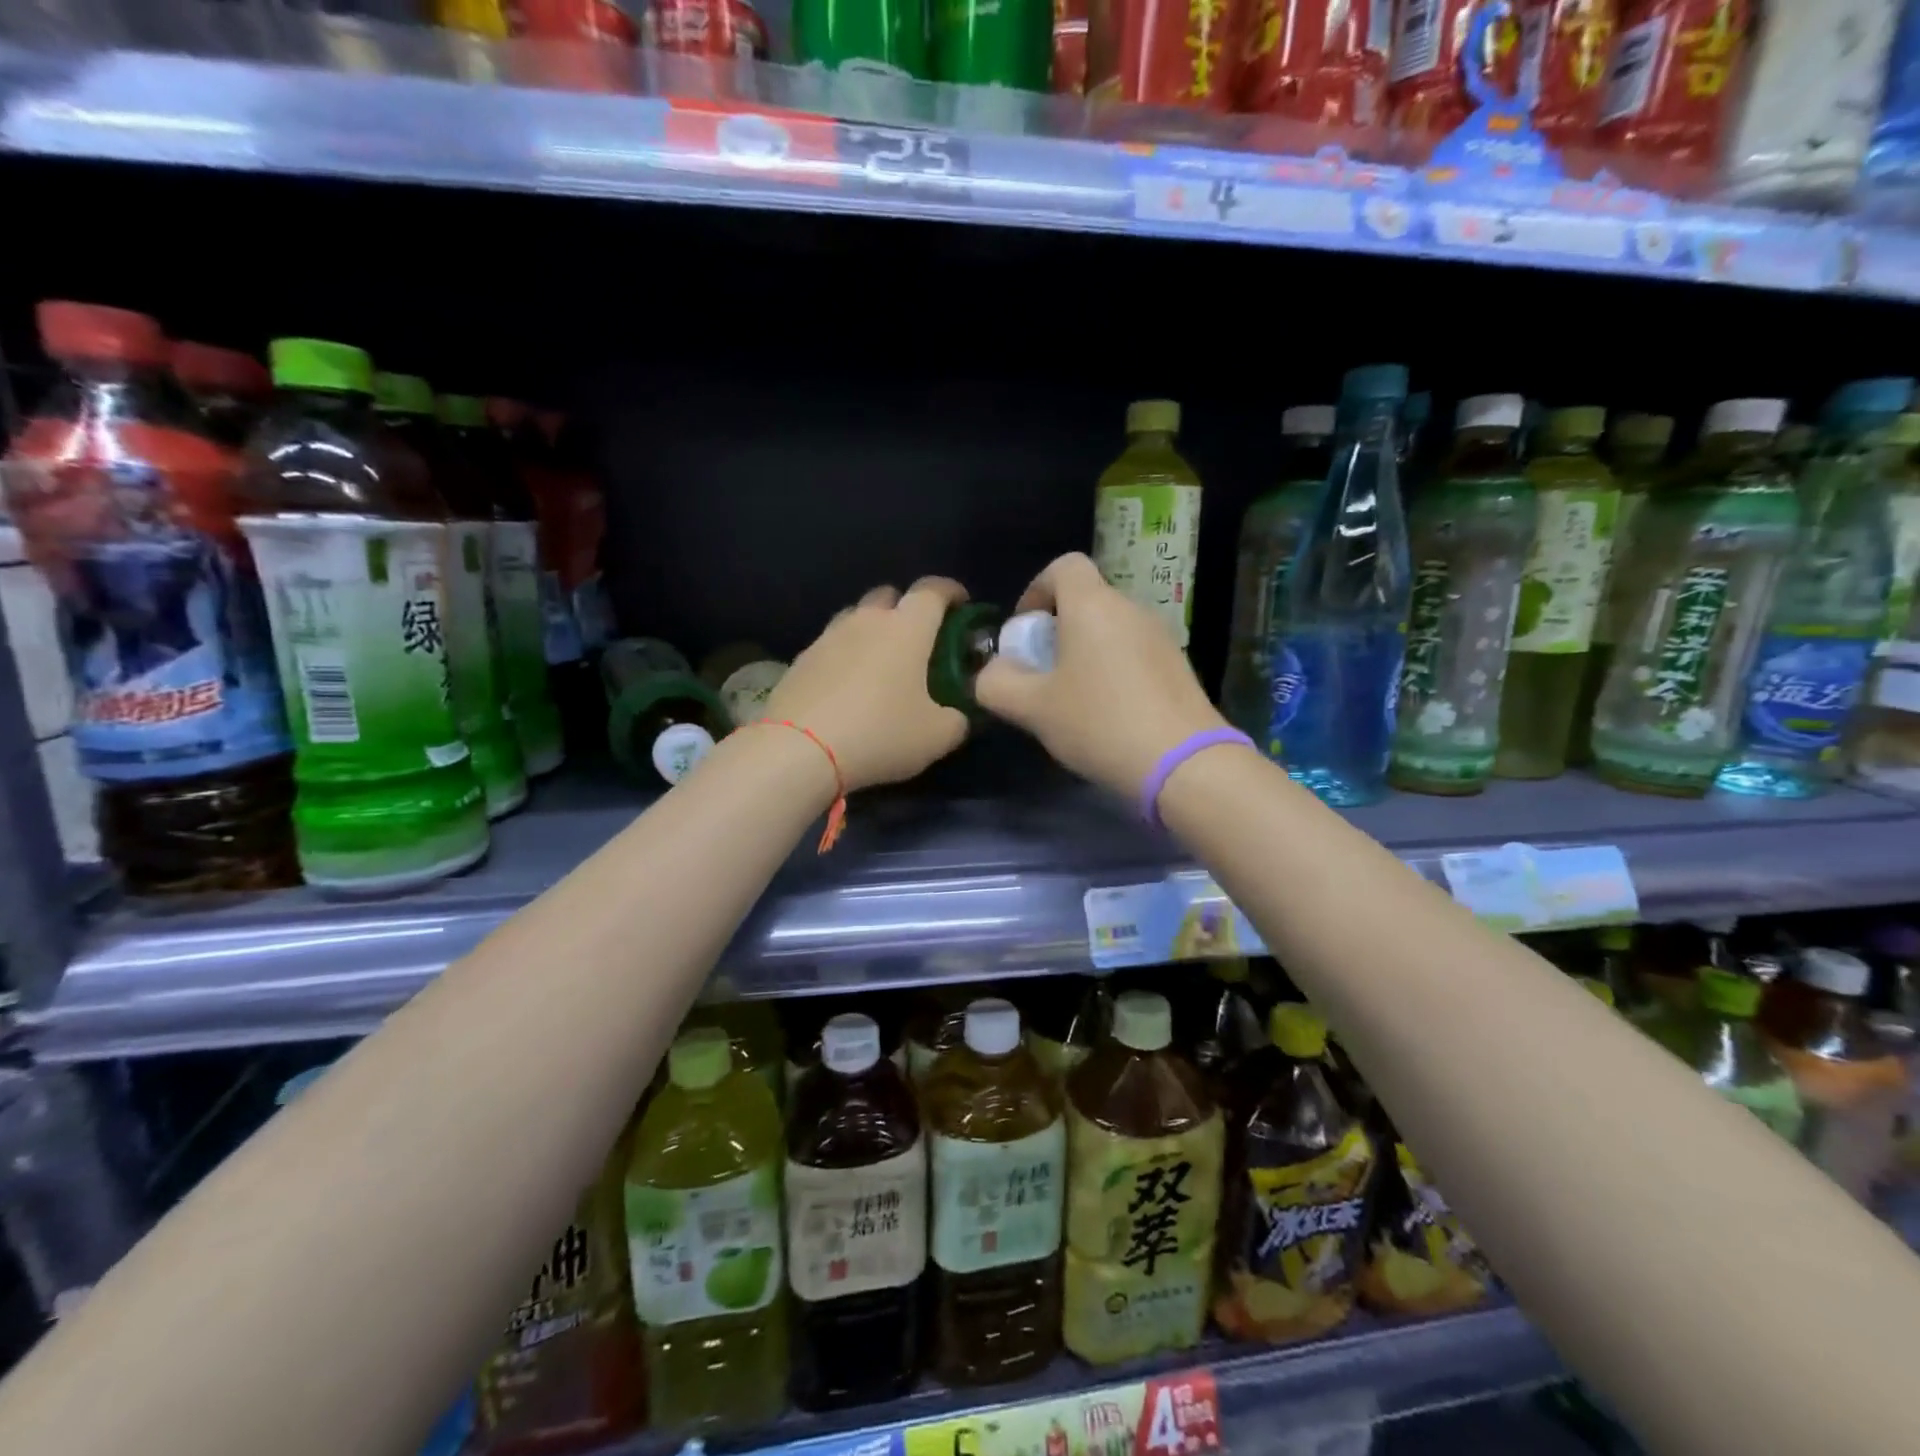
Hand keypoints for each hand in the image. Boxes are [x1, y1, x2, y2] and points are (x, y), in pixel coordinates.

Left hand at [761, 578, 971, 791]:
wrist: (800, 751)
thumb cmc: (880, 734)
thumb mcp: (937, 736)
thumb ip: (957, 719)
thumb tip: (957, 715)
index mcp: (906, 628)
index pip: (933, 590)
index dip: (951, 591)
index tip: (961, 604)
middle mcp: (866, 621)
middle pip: (889, 595)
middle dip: (907, 608)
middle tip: (919, 639)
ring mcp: (827, 637)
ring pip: (856, 617)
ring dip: (872, 630)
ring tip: (881, 662)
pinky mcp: (800, 660)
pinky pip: (830, 646)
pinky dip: (845, 656)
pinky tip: (847, 686)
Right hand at [975, 553, 1228, 798]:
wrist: (1184, 762)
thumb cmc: (1099, 723)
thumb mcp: (1032, 708)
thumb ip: (997, 684)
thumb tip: (991, 673)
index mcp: (1092, 606)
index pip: (1064, 566)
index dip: (1037, 590)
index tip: (1027, 632)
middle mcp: (1130, 609)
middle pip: (1086, 600)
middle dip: (1057, 629)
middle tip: (1042, 674)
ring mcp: (1160, 636)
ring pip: (1110, 628)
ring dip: (1084, 652)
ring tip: (1072, 700)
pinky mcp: (1178, 665)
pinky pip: (1133, 652)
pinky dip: (1113, 669)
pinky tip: (1108, 714)